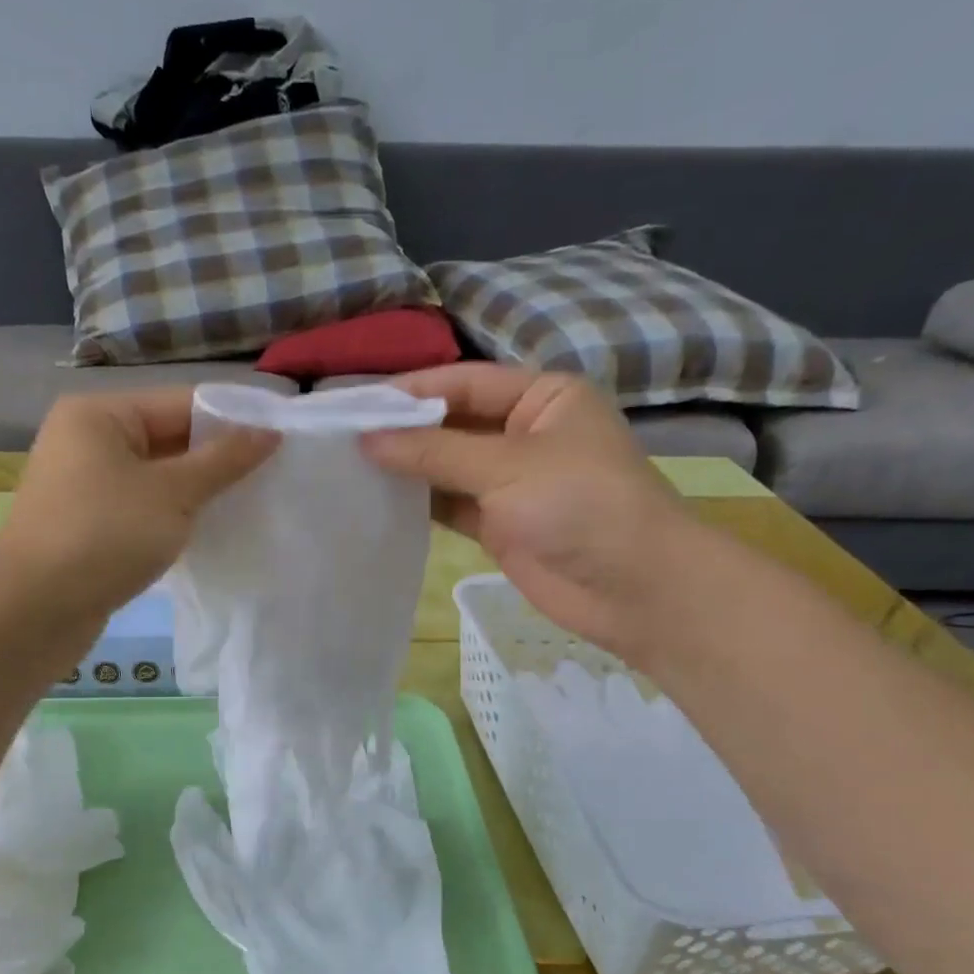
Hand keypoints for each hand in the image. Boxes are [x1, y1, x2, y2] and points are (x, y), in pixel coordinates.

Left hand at [0, 387, 278, 624]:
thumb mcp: (172, 494)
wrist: (33, 611)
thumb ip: (223, 461)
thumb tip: (268, 432)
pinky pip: (142, 508)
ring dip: (199, 491)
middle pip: (168, 438)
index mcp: (100, 415)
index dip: (233, 421)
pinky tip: (210, 532)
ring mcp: (84, 486)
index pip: (181, 403)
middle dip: (218, 459)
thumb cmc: (104, 535)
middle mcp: (87, 441)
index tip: (282, 441)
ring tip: (251, 504)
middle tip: (274, 476)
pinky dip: (174, 517)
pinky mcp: (88, 526)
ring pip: (157, 478)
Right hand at [361, 363, 698, 657]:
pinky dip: (418, 502)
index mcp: (542, 398)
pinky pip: (449, 504)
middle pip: (452, 423)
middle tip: (341, 438)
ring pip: (446, 466)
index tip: (354, 405)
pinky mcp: (498, 524)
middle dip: (403, 431)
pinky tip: (377, 499)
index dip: (411, 393)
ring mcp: (510, 482)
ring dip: (406, 468)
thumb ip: (435, 452)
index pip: (464, 383)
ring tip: (347, 466)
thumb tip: (367, 438)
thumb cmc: (581, 505)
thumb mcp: (508, 466)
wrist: (633, 589)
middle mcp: (524, 433)